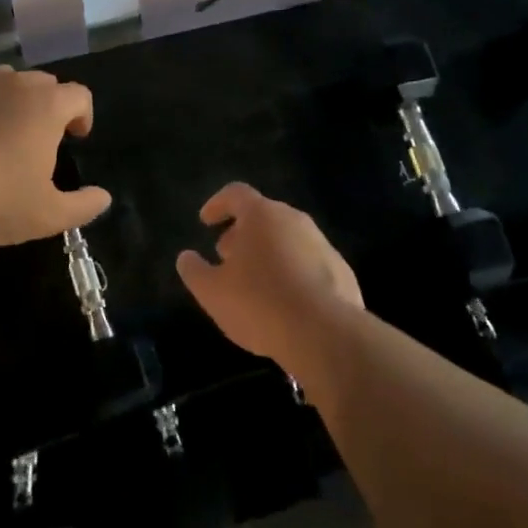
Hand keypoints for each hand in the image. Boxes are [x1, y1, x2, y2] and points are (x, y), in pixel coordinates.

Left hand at [0, 67, 110, 246]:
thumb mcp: (46, 215)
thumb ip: (82, 206)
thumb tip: (104, 197)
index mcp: (47, 106)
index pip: (79, 95)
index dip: (83, 114)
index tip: (75, 136)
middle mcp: (14, 83)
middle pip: (42, 83)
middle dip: (47, 105)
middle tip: (36, 137)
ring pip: (2, 80)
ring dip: (9, 99)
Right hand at [176, 183, 362, 375]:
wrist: (325, 334)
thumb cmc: (260, 303)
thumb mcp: (212, 292)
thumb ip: (194, 271)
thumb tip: (186, 257)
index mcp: (262, 215)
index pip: (236, 194)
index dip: (217, 204)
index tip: (206, 221)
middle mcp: (294, 219)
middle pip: (263, 216)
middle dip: (242, 233)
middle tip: (227, 256)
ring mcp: (322, 244)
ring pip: (287, 239)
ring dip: (268, 252)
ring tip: (254, 282)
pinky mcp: (341, 271)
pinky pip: (308, 263)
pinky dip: (292, 273)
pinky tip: (284, 302)